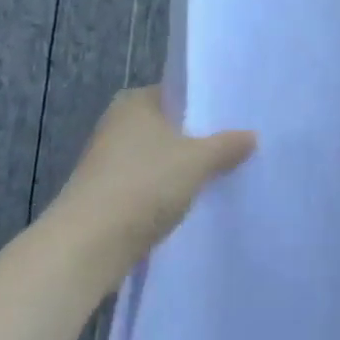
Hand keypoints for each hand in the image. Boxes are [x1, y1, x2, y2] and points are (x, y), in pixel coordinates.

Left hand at [44, 87, 256, 280]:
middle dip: (199, 137)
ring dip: (183, 167)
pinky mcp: (107, 195)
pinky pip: (148, 184)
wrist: (87, 246)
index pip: (179, 93)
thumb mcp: (197, 161)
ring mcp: (109, 162)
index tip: (238, 117)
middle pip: (170, 126)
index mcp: (135, 102)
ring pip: (160, 158)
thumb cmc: (144, 185)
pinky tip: (194, 201)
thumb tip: (252, 136)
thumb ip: (227, 145)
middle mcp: (118, 124)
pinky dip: (167, 191)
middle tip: (239, 145)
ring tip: (224, 173)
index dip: (208, 104)